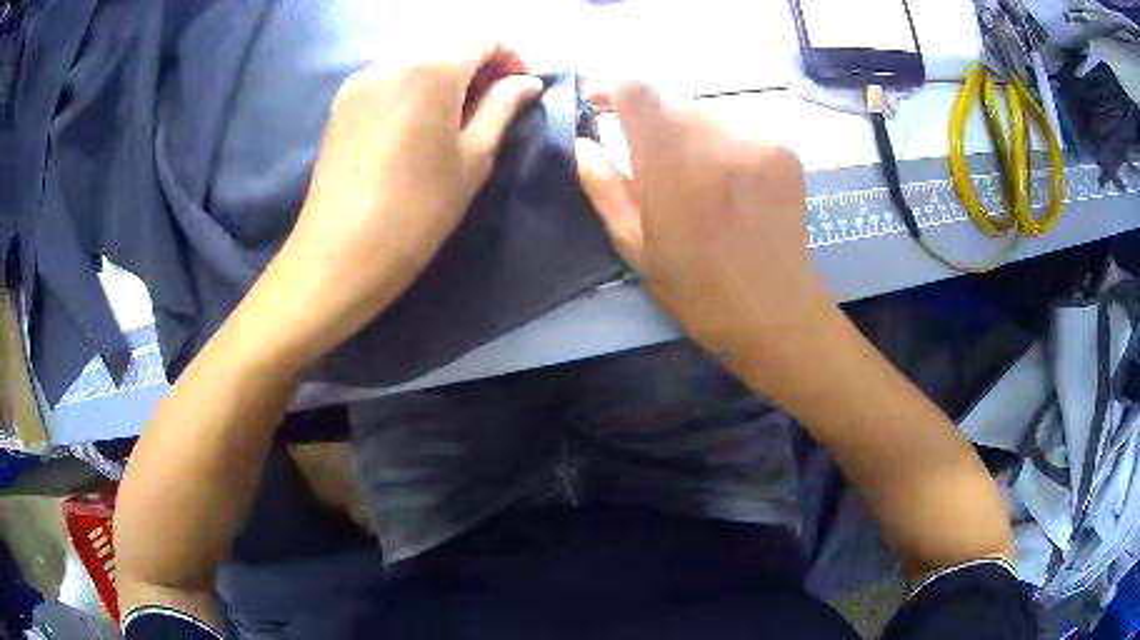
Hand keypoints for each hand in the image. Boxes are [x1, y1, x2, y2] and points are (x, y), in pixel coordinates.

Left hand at [239, 44, 542, 370]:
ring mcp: (361, 79)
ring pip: (417, 60)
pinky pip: (389, 77)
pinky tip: (417, 122)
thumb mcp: (474, 157)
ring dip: (445, 76)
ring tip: (455, 116)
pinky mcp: (342, 101)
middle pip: (448, 45)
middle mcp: (393, 59)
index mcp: (433, 66)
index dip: (512, 56)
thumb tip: (525, 82)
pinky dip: (413, 87)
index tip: (523, 87)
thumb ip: (501, 107)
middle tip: (493, 104)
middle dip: (478, 65)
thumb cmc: (419, 208)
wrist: (341, 251)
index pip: (484, 38)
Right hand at [576, 82, 829, 369]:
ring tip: (695, 179)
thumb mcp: (634, 245)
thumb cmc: (697, 289)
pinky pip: (738, 130)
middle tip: (650, 160)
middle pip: (670, 100)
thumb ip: (603, 186)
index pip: (634, 89)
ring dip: (689, 133)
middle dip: (652, 120)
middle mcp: (716, 136)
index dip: (610, 88)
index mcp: (671, 160)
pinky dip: (723, 146)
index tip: (599, 104)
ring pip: (706, 114)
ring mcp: (756, 139)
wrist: (774, 313)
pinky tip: (730, 184)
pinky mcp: (783, 150)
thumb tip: (583, 144)